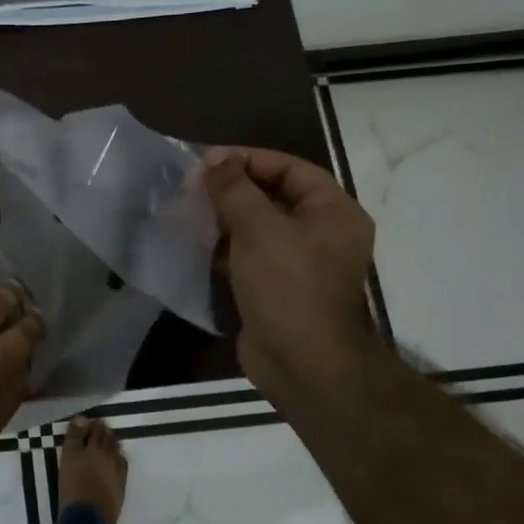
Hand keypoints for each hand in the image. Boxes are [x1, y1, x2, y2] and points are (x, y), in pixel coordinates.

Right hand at [201, 148, 380, 403]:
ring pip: (259, 228)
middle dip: (233, 190)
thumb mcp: (258, 228)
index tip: (208, 162)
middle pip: (274, 197)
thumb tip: (216, 160)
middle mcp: (322, 234)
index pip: (291, 169)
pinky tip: (197, 246)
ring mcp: (300, 264)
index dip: (250, 160)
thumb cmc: (287, 286)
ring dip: (225, 219)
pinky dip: (226, 249)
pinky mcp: (277, 289)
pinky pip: (250, 257)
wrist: (302, 364)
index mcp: (333, 212)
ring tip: (189, 213)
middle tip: (193, 187)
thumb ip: (235, 189)